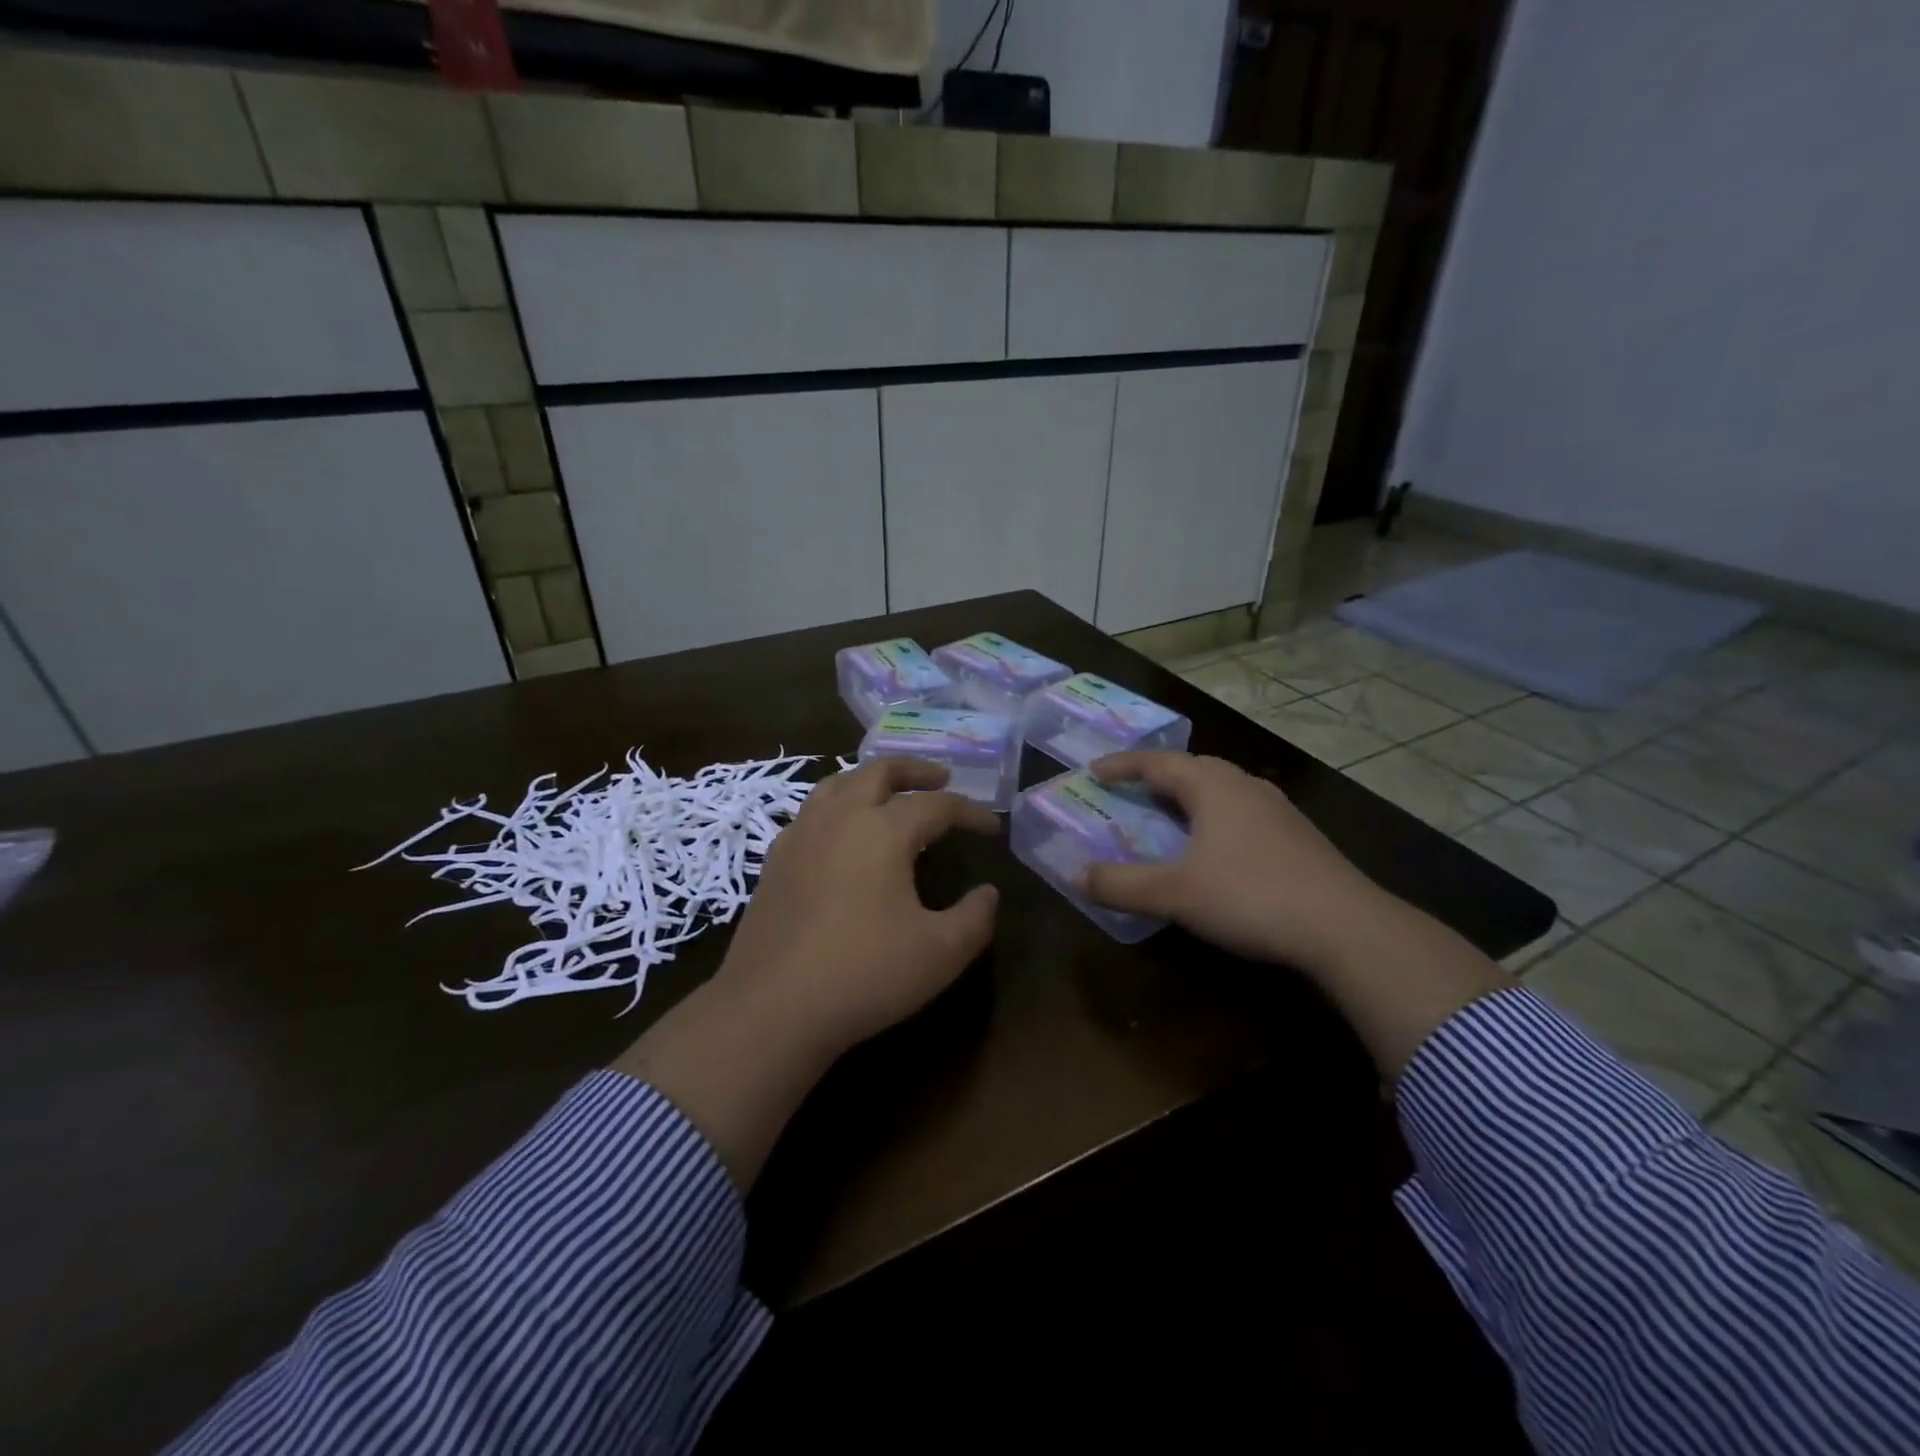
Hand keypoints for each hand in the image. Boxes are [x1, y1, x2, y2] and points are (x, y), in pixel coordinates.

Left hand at [715, 756, 1000, 1057]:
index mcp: (883, 830)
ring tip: (889, 793)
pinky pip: (811, 812)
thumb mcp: (940, 953)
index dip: (969, 813)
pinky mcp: (775, 860)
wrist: (771, 1007)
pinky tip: (841, 833)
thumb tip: (988, 894)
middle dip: (915, 771)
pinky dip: (837, 805)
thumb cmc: (864, 974)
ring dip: (871, 779)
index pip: (936, 805)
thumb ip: (975, 918)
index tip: (991, 829)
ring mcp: (801, 836)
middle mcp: (840, 818)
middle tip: (941, 778)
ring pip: (837, 783)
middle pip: (879, 772)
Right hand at [1080, 751, 1390, 976]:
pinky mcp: (1298, 837)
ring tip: (1169, 814)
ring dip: (1190, 795)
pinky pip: (1243, 811)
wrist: (1346, 927)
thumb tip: (1075, 875)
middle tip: (1131, 789)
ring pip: (1223, 789)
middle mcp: (1246, 787)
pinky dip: (1216, 817)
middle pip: (1194, 768)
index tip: (1095, 769)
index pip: (1158, 763)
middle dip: (1158, 775)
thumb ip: (1122, 884)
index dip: (1123, 765)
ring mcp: (1278, 810)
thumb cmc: (1251, 896)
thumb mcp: (1175, 894)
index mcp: (1213, 787)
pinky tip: (1217, 846)